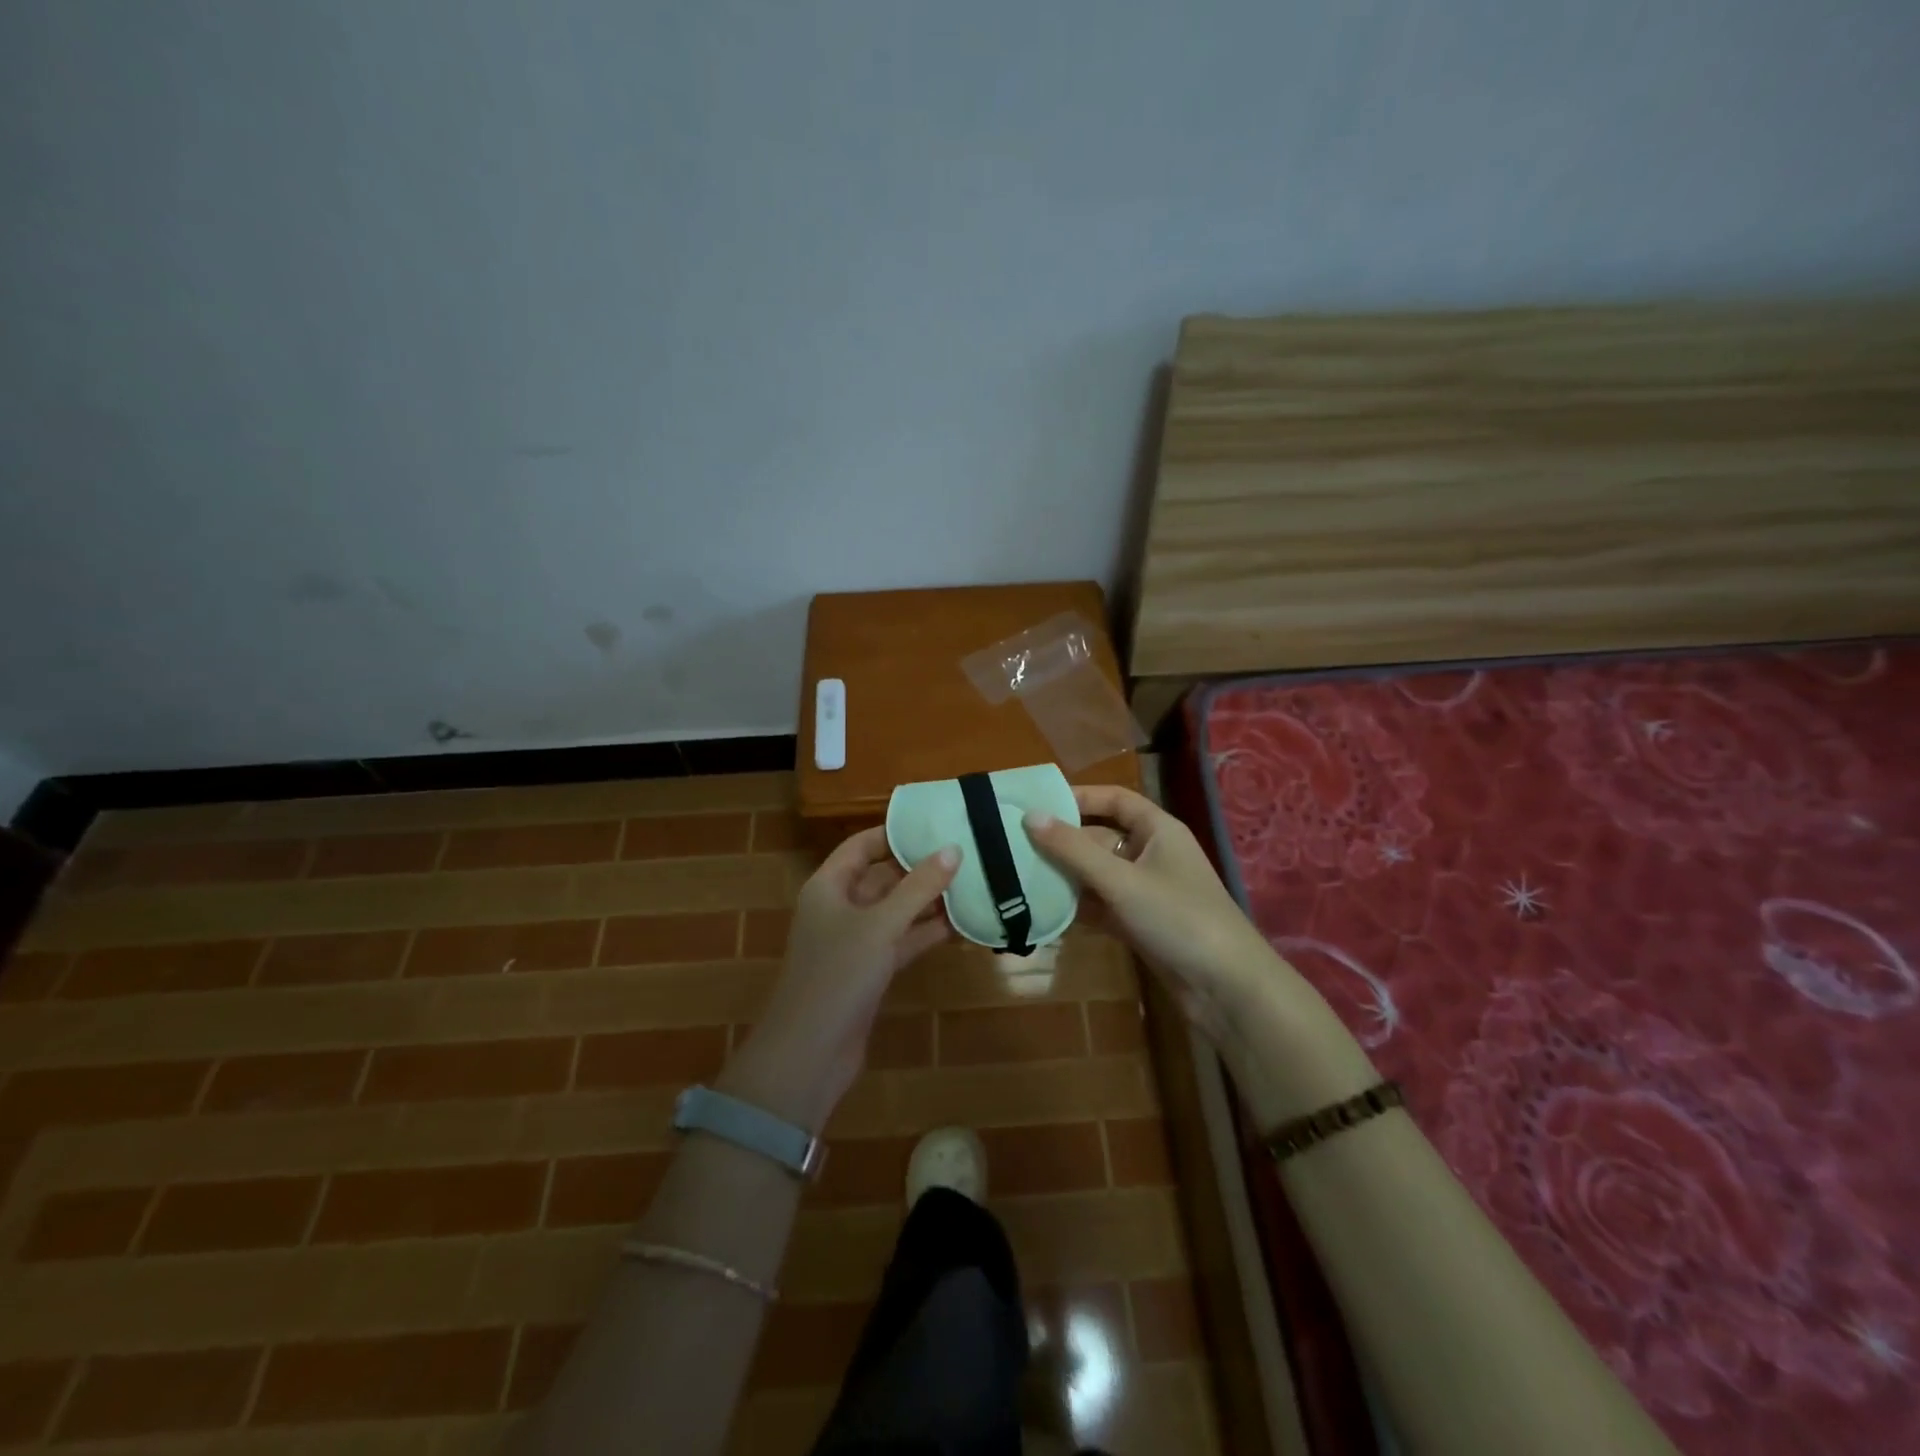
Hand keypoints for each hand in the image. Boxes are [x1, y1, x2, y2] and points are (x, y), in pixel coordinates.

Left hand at [720, 826, 958, 1129]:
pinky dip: (926, 932)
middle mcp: (839, 908)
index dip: (894, 833)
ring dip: (928, 901)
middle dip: (919, 867)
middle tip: (965, 852)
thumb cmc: (838, 975)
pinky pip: (901, 940)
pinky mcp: (869, 970)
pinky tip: (961, 925)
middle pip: (882, 876)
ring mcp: (854, 941)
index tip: (934, 824)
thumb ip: (918, 887)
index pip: (862, 846)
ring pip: (895, 910)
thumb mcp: (881, 925)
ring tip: (972, 883)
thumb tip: (953, 849)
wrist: (810, 1054)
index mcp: (828, 886)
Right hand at [1026, 787, 1375, 1125]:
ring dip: (1065, 876)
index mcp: (1158, 830)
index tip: (1037, 803)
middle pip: (1100, 838)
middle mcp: (1151, 854)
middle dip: (1063, 842)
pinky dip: (1077, 907)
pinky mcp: (1139, 924)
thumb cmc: (1177, 917)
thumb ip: (1073, 849)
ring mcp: (1145, 891)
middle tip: (1014, 844)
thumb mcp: (1121, 879)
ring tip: (1019, 876)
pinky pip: (1101, 906)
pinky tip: (1043, 911)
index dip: (1079, 797)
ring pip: (1097, 874)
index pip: (1115, 799)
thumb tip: (1030, 816)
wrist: (1225, 989)